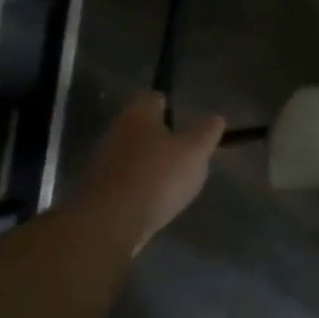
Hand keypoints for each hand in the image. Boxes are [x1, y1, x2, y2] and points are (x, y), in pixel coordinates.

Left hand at [74, 92, 224, 252]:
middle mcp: (116, 131)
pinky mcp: (102, 187)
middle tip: (184, 148)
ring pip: (133, 152)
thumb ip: (206, 133)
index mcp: (138, 115)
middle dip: (160, 135)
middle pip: (141, 125)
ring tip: (175, 176)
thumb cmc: (158, 176)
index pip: (152, 96)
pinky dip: (142, 183)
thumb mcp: (195, 152)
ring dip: (151, 161)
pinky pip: (127, 178)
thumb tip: (216, 118)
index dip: (168, 103)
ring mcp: (105, 160)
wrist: (113, 221)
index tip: (184, 116)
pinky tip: (158, 197)